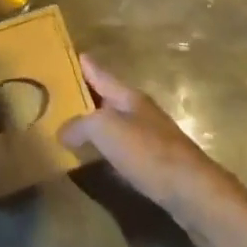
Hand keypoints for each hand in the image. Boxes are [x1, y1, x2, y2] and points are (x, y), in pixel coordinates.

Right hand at [61, 55, 244, 225]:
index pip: (99, 73)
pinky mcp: (153, 164)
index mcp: (128, 95)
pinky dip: (103, 148)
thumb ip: (80, 124)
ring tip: (66, 126)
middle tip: (54, 93)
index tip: (64, 54)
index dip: (82, 64)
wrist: (192, 192)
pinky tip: (92, 157)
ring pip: (113, 123)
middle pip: (106, 97)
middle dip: (84, 94)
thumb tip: (62, 131)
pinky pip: (120, 148)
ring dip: (92, 123)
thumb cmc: (148, 151)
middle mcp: (138, 111)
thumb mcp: (106, 130)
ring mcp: (148, 137)